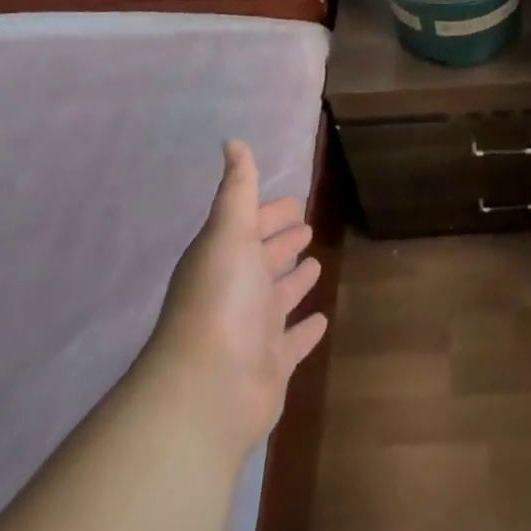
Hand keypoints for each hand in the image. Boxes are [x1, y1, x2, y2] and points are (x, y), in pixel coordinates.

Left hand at [137, 141, 328, 454]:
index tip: (297, 202)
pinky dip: (306, 329)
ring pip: (279, 298)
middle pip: (264, 259)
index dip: (272, 213)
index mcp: (226, 257)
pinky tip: (323, 319)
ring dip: (295, 281)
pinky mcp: (272, 365)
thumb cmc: (220, 299)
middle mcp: (238, 291)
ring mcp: (254, 330)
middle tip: (307, 227)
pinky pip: (294, 341)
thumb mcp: (229, 232)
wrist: (207, 390)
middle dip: (282, 242)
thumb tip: (232, 141)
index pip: (252, 226)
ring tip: (316, 264)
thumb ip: (237, 189)